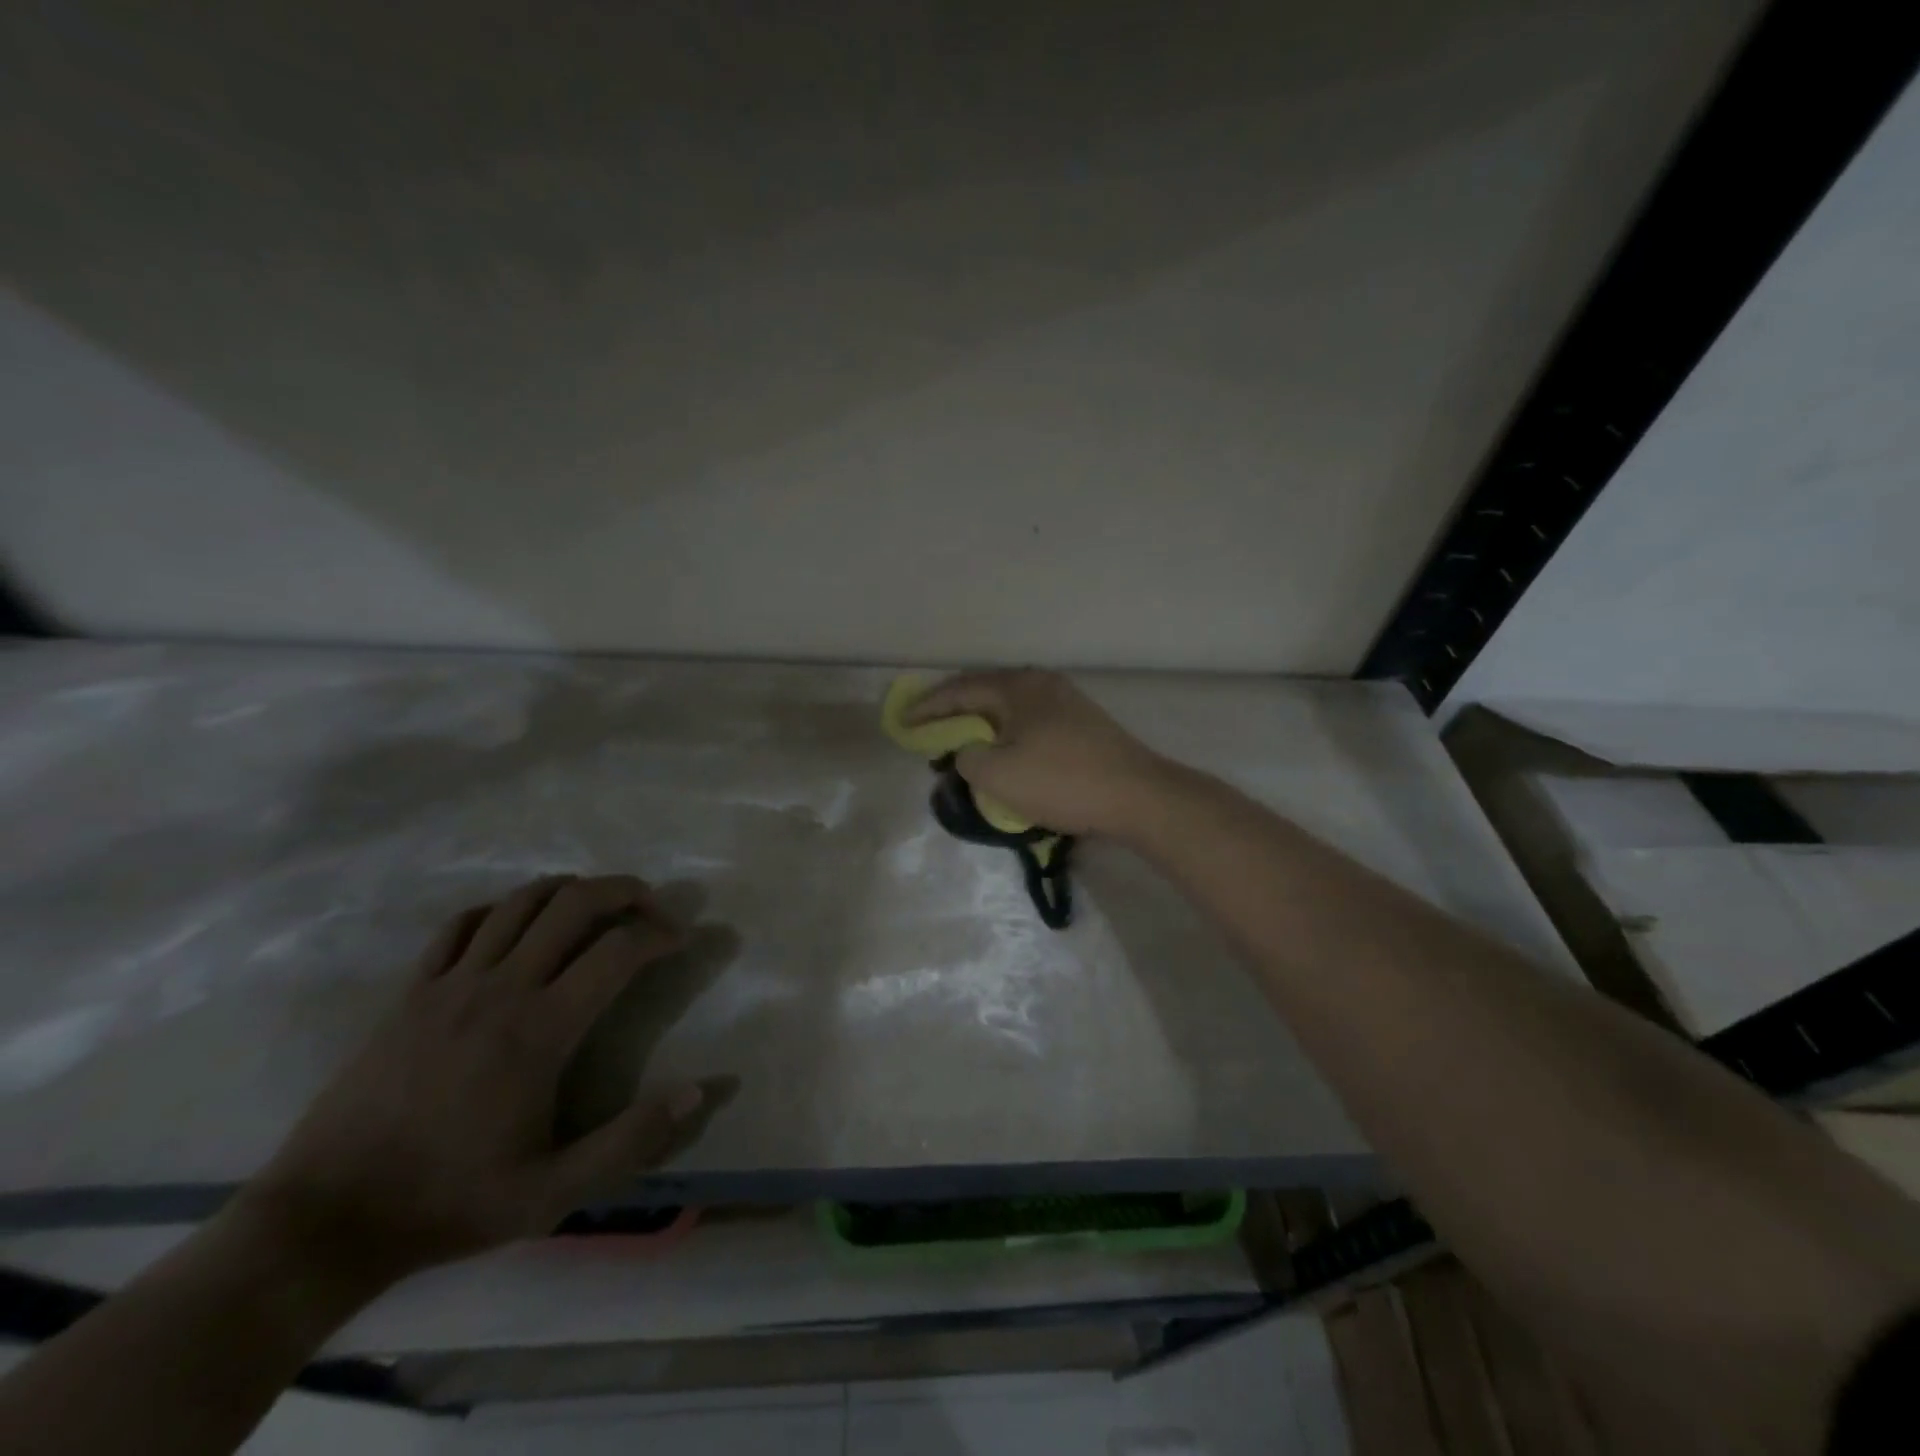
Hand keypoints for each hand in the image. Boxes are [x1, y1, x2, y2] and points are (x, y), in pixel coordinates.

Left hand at [242, 876, 708, 1284]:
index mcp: (540, 1031)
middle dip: (624, 891)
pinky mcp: (411, 992)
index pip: (618, 951)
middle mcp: (500, 990)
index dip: (660, 934)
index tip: (680, 940)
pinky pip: (462, 925)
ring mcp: (450, 985)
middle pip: (573, 903)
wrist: (325, 1221)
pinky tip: (518, 926)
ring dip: (569, 889)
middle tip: (651, 905)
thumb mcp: (553, 1193)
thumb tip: (697, 1092)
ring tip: (596, 904)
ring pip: (520, 902)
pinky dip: (502, 910)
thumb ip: (631, 1140)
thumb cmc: (449, 1202)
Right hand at [903, 670, 1168, 835]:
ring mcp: (1066, 702)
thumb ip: (966, 758)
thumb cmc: (1062, 781)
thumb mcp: (998, 774)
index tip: (903, 722)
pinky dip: (1007, 736)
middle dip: (954, 714)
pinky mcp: (1082, 725)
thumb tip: (969, 753)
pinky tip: (1004, 754)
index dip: (927, 707)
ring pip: (1009, 710)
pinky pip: (1029, 724)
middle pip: (985, 694)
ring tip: (961, 745)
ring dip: (982, 727)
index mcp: (1018, 687)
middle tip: (929, 732)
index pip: (960, 690)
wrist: (1137, 796)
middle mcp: (1042, 684)